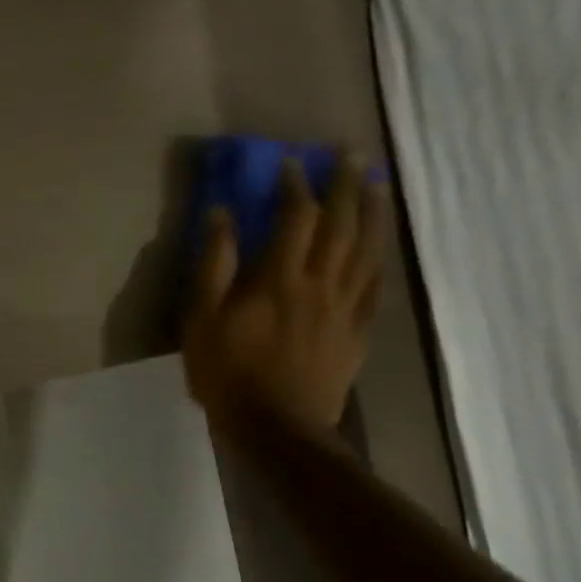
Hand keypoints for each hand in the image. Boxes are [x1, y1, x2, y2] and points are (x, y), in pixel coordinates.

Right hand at [182, 154, 388, 429]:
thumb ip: (214, 264)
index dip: (295, 186)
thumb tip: (221, 214)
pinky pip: (374, 287)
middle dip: (347, 186)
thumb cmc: (227, 371)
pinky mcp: (357, 332)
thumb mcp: (201, 317)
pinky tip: (379, 247)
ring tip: (379, 185)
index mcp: (279, 278)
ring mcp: (344, 308)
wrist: (277, 427)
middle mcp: (319, 284)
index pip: (294, 218)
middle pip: (341, 226)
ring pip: (366, 251)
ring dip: (373, 213)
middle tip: (353, 154)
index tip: (291, 162)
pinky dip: (378, 260)